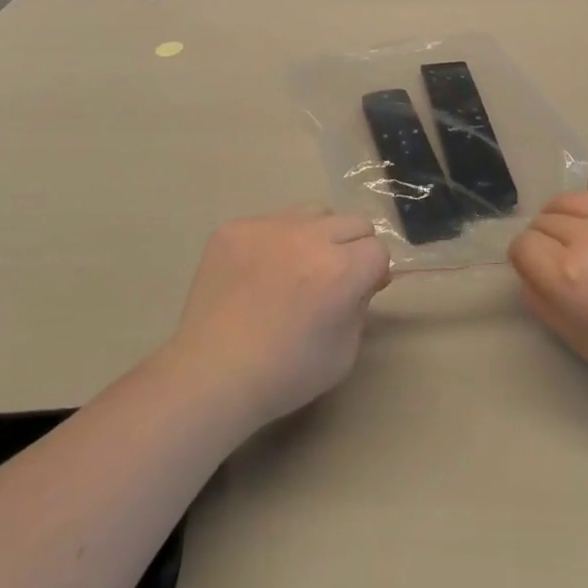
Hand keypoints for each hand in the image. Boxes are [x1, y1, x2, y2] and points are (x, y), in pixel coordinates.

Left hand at [167, 206, 391, 430]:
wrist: (210, 375)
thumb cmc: (283, 374)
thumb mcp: (343, 353)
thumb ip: (361, 306)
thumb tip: (365, 279)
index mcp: (340, 270)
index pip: (378, 249)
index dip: (372, 272)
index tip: (358, 291)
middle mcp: (308, 237)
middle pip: (353, 221)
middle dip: (351, 248)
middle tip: (331, 277)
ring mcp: (269, 226)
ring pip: (313, 212)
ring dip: (315, 235)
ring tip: (293, 269)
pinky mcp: (236, 227)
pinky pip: (270, 222)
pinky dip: (273, 243)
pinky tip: (256, 274)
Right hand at [509, 166, 587, 411]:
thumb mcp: (575, 339)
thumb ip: (540, 301)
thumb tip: (527, 270)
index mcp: (566, 275)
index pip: (522, 246)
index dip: (526, 261)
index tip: (541, 273)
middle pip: (544, 221)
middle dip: (546, 241)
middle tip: (566, 262)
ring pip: (570, 199)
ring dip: (566, 216)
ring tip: (584, 237)